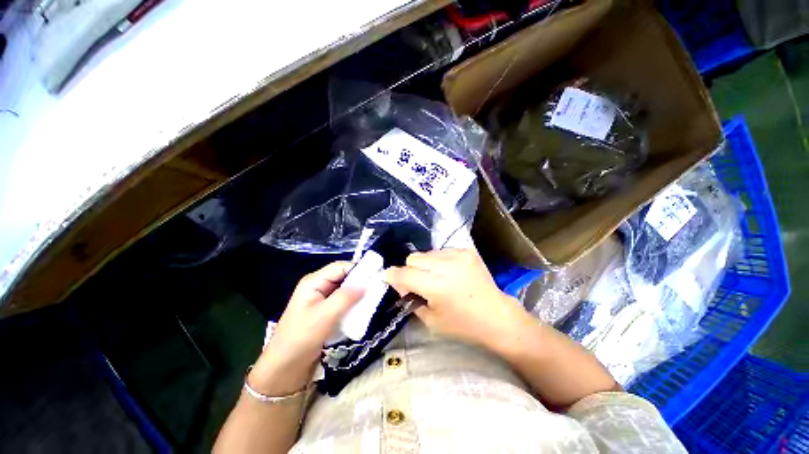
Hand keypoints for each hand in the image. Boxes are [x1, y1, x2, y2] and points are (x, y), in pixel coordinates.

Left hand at [250, 262, 364, 394]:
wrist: (284, 369)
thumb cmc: (301, 339)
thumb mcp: (324, 316)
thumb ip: (345, 297)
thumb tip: (367, 282)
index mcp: (313, 282)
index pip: (340, 267)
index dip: (358, 269)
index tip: (376, 276)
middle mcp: (318, 287)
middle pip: (343, 277)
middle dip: (360, 282)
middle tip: (378, 288)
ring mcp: (322, 300)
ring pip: (345, 290)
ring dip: (358, 294)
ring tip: (375, 299)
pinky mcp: (326, 312)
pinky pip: (344, 302)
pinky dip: (354, 304)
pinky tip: (364, 309)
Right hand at [384, 249, 531, 352]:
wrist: (497, 316)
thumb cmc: (463, 325)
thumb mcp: (430, 319)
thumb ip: (410, 298)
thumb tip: (399, 282)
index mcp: (437, 286)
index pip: (404, 273)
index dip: (393, 276)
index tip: (390, 279)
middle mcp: (446, 266)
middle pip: (413, 257)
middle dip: (410, 270)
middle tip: (418, 283)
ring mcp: (458, 255)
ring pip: (426, 252)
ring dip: (425, 264)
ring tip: (435, 277)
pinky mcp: (467, 251)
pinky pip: (442, 251)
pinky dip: (439, 261)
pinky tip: (449, 272)